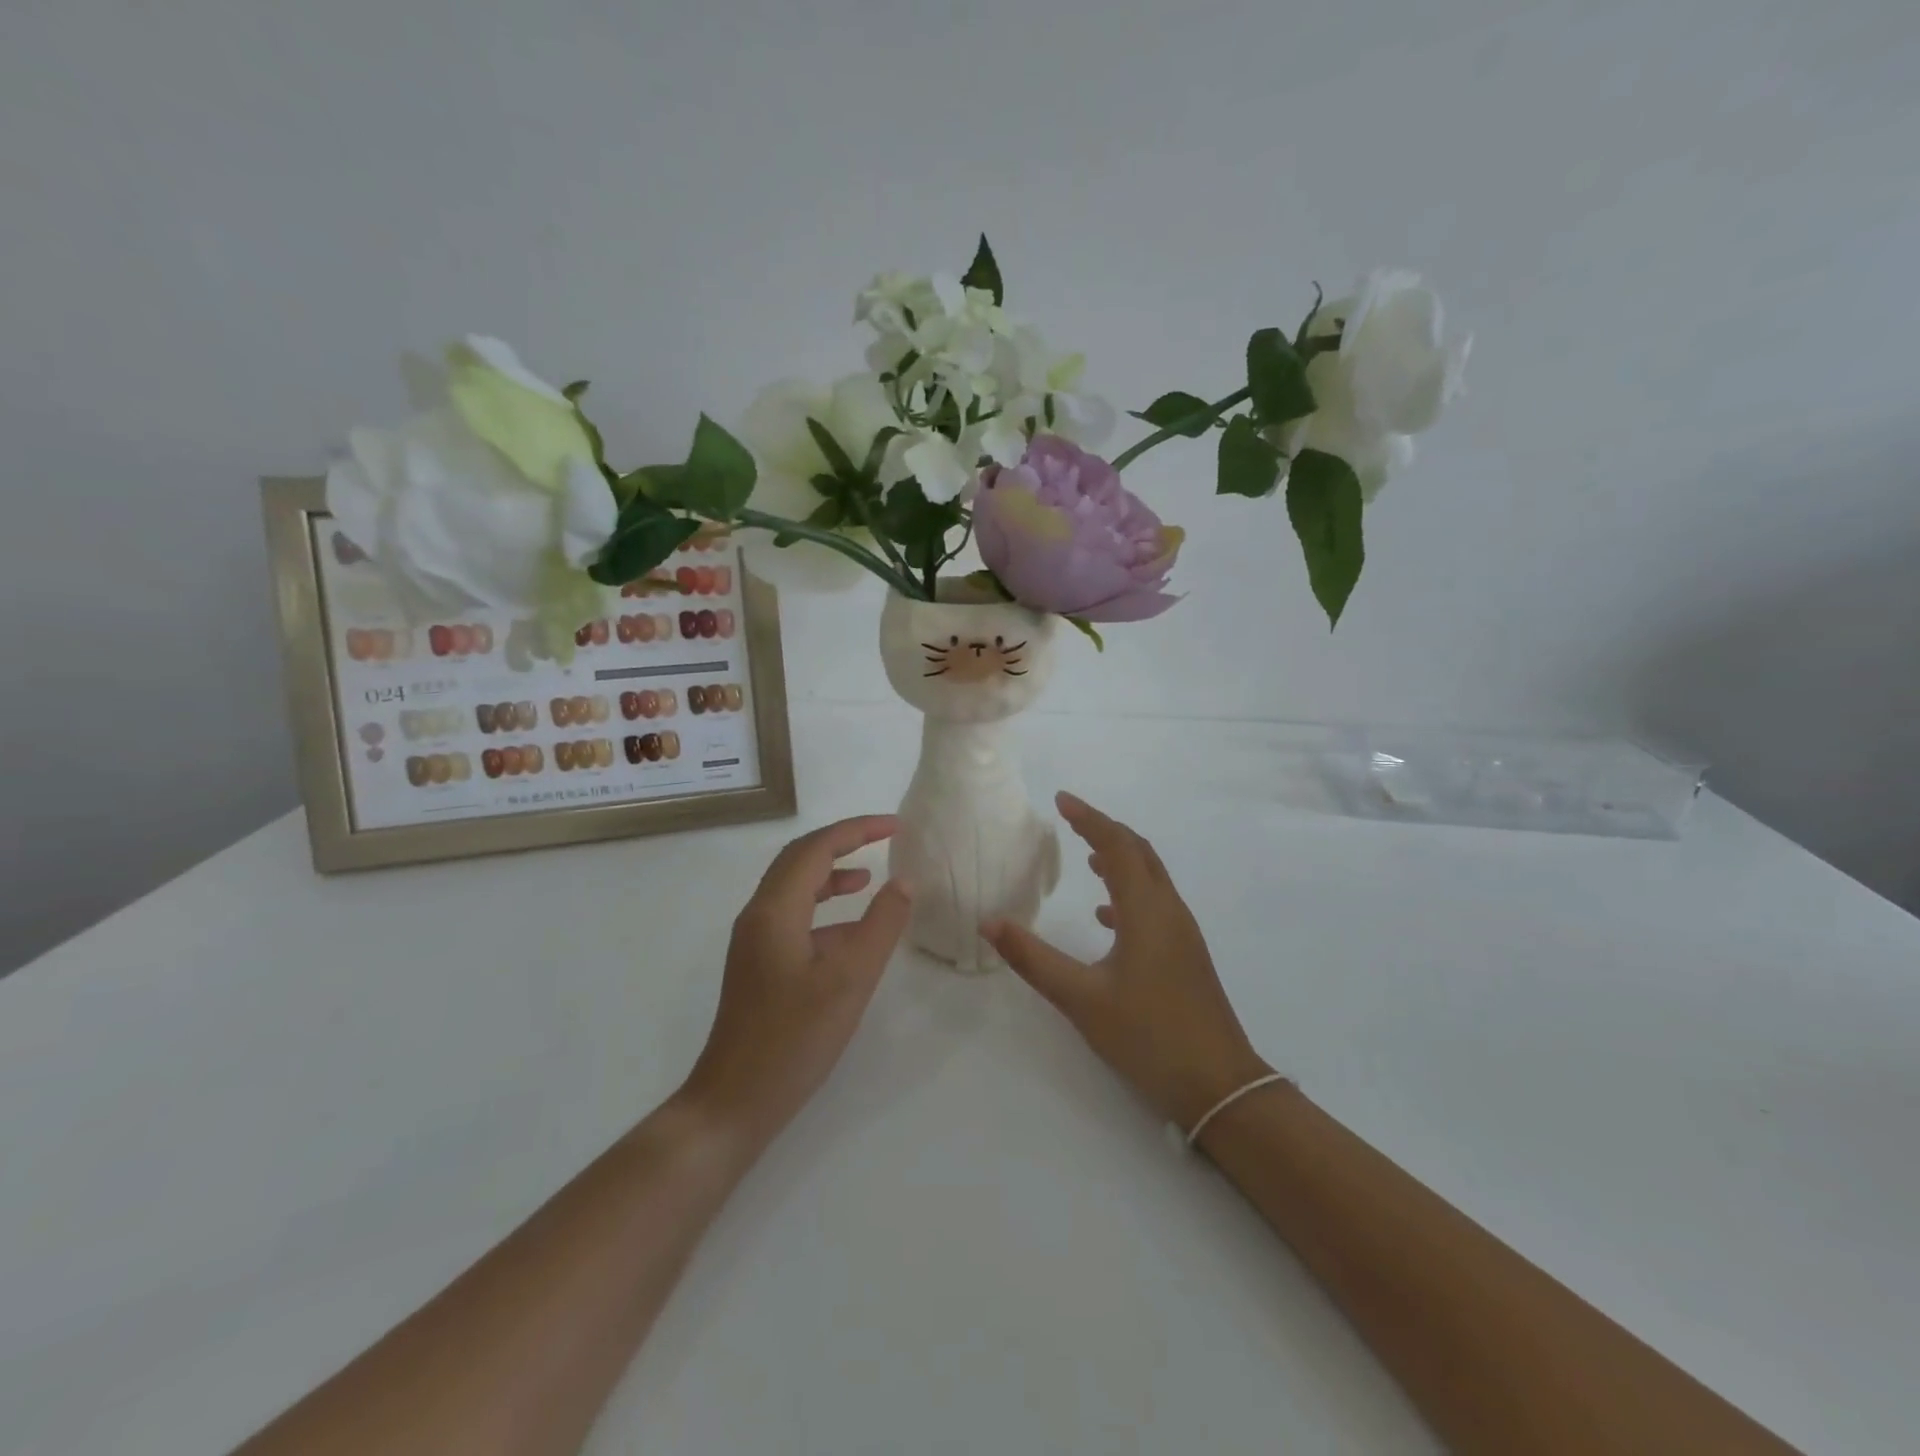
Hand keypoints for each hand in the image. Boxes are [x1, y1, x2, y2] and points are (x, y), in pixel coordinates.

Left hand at [680, 816, 913, 1145]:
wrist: (734, 1102)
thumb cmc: (794, 1039)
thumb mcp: (850, 980)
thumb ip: (881, 926)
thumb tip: (904, 882)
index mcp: (775, 910)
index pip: (817, 848)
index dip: (857, 830)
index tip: (896, 826)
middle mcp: (758, 915)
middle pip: (799, 859)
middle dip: (843, 843)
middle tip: (883, 839)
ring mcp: (754, 942)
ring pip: (794, 888)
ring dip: (831, 875)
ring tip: (869, 878)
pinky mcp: (758, 965)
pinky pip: (793, 917)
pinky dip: (824, 909)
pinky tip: (851, 933)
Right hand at [983, 792, 1271, 1130]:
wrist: (1219, 1085)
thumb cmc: (1149, 1035)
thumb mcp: (1081, 999)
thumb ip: (1033, 959)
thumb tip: (990, 922)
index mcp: (1146, 910)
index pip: (1116, 846)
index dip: (1089, 818)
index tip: (1061, 801)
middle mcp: (1169, 911)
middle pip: (1139, 853)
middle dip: (1106, 831)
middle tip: (1072, 820)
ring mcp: (1183, 933)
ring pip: (1151, 878)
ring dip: (1120, 860)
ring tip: (1088, 860)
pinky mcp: (1186, 955)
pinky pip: (1155, 905)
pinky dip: (1129, 894)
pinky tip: (1107, 917)